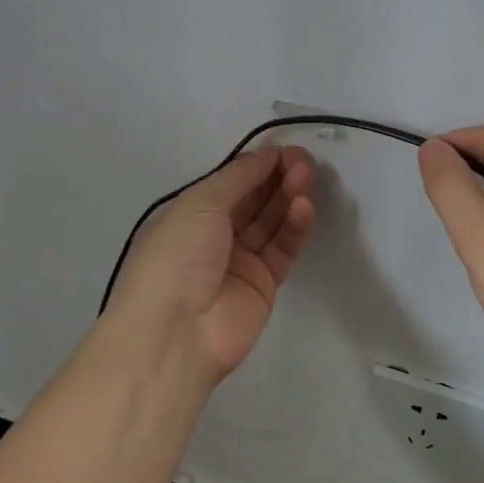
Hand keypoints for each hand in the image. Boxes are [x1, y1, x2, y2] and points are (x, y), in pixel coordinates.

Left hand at [107, 146, 315, 382]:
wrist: (176, 332)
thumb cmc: (176, 257)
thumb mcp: (199, 204)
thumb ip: (237, 178)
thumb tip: (266, 156)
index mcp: (189, 214)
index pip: (229, 183)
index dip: (256, 165)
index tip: (284, 150)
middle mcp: (213, 236)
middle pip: (253, 200)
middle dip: (276, 178)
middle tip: (304, 161)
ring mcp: (239, 262)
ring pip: (270, 222)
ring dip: (288, 198)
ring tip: (307, 177)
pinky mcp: (263, 285)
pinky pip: (283, 249)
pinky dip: (295, 227)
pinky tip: (304, 208)